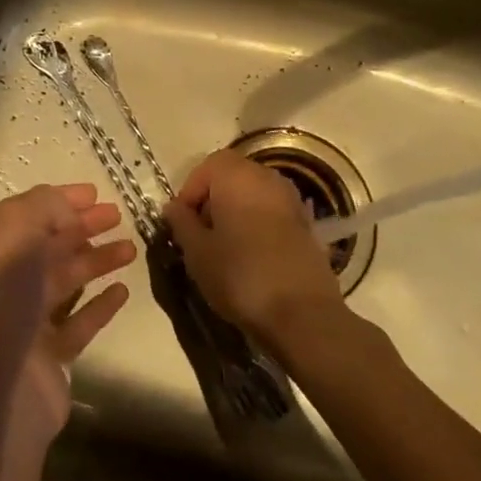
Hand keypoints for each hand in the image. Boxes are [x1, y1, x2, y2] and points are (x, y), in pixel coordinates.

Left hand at [0, 184, 133, 458]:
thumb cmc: (1, 297)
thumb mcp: (17, 231)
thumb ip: (44, 207)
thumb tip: (69, 208)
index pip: (26, 214)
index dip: (58, 200)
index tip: (95, 193)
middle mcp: (4, 281)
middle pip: (48, 245)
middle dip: (82, 227)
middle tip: (119, 215)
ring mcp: (26, 320)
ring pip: (66, 281)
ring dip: (97, 260)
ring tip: (131, 248)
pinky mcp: (49, 355)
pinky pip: (79, 322)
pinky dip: (100, 305)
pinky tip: (122, 291)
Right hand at [164, 150, 342, 349]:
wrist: (304, 313)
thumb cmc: (240, 275)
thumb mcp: (197, 252)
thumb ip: (181, 223)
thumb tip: (173, 207)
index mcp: (237, 175)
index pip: (206, 166)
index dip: (189, 192)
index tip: (181, 223)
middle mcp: (267, 177)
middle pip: (232, 176)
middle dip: (212, 200)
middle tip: (200, 234)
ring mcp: (291, 199)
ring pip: (253, 194)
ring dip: (235, 212)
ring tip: (224, 247)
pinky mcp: (307, 223)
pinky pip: (272, 212)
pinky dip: (257, 224)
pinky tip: (251, 255)